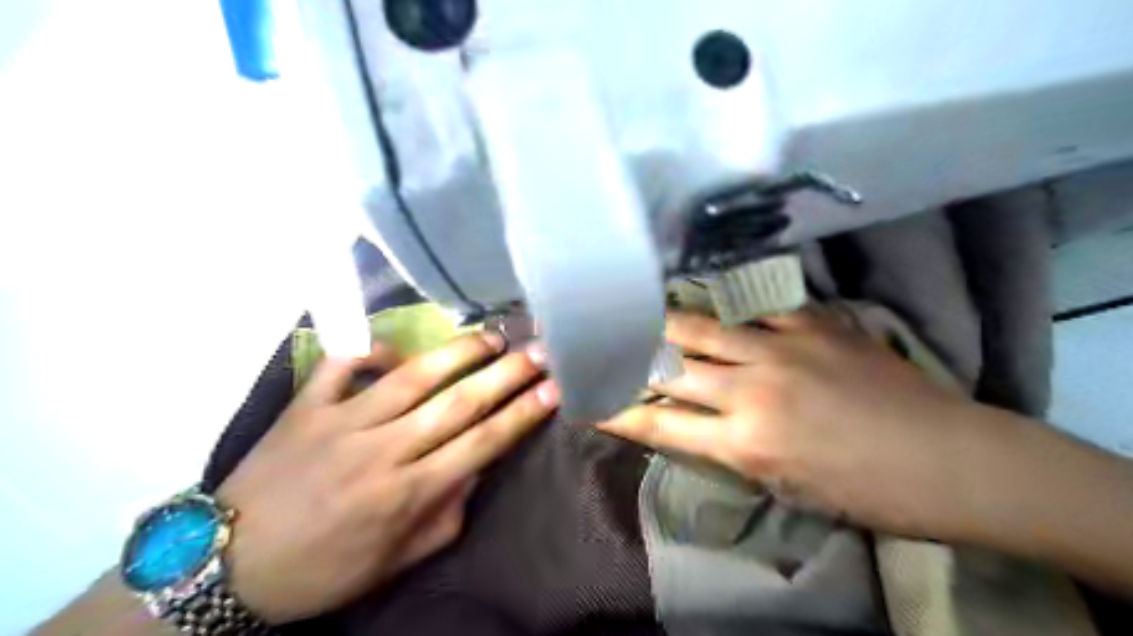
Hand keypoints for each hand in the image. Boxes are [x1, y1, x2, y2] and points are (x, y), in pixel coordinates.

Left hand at [213, 336, 556, 622]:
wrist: (225, 566)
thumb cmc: (322, 569)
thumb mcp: (393, 562)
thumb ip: (444, 515)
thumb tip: (476, 470)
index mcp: (407, 493)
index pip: (482, 443)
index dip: (522, 414)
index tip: (553, 389)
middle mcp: (383, 450)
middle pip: (458, 402)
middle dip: (506, 374)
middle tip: (538, 350)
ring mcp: (342, 422)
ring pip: (411, 376)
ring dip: (458, 352)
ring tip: (491, 337)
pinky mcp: (306, 406)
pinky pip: (342, 364)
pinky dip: (372, 348)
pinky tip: (397, 349)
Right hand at [602, 312, 983, 539]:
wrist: (949, 459)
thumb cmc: (864, 490)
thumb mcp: (783, 487)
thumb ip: (729, 449)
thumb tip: (689, 423)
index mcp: (744, 442)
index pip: (658, 424)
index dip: (615, 411)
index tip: (585, 398)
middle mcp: (751, 389)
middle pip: (671, 367)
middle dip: (628, 357)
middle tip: (603, 341)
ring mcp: (783, 349)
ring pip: (704, 327)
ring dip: (666, 322)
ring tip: (637, 309)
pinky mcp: (815, 324)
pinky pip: (759, 305)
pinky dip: (730, 303)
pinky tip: (710, 292)